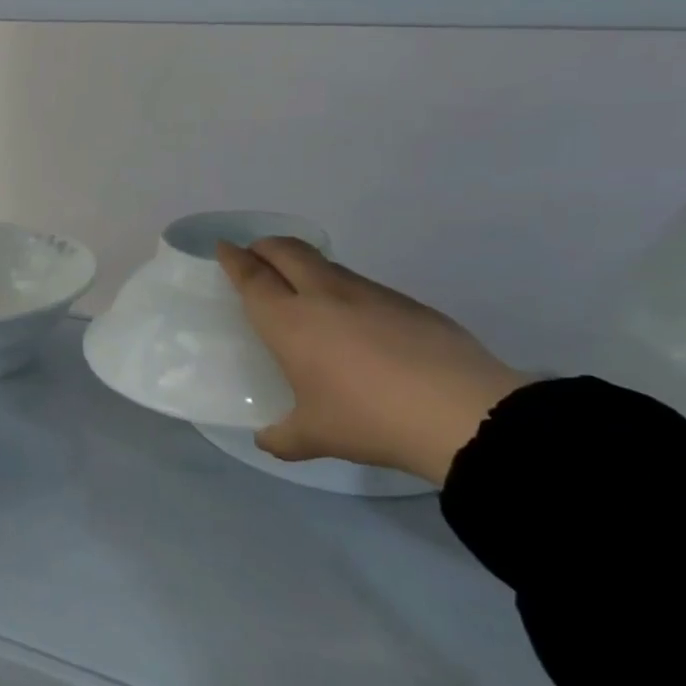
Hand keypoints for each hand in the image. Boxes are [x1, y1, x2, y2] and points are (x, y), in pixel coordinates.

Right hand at [216, 238, 527, 486]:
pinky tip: (354, 320)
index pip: (253, 277)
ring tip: (303, 288)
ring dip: (306, 265)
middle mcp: (325, 296)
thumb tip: (266, 439)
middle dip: (266, 246)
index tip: (224, 247)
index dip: (234, 259)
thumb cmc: (367, 419)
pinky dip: (343, 289)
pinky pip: (362, 286)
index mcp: (290, 321)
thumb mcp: (314, 436)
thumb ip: (281, 436)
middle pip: (287, 252)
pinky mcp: (408, 304)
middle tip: (256, 254)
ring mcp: (370, 295)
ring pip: (328, 265)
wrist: (461, 413)